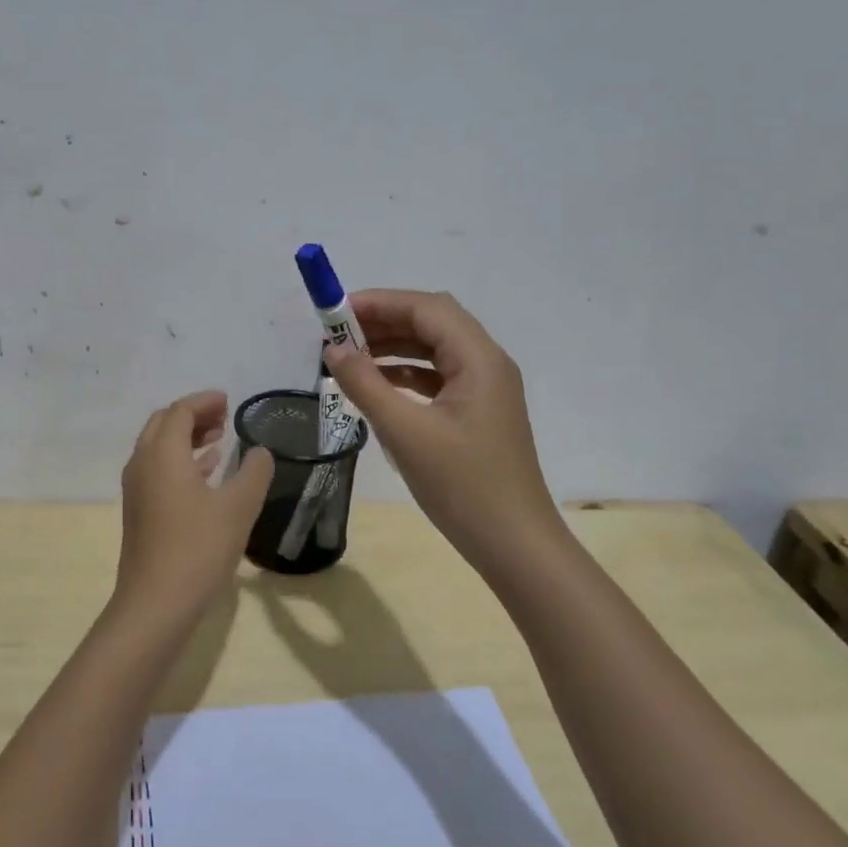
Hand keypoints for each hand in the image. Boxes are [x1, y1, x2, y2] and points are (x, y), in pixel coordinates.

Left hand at [115, 390, 274, 617]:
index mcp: (163, 454)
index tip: (228, 401)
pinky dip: (181, 462)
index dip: (205, 402)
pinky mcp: (139, 512)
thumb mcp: (238, 507)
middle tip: (223, 419)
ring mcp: (137, 490)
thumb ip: (254, 472)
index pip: (180, 411)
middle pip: (164, 424)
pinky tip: (206, 474)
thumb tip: (260, 452)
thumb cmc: (199, 548)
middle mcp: (143, 464)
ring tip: (219, 441)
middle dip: (193, 416)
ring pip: (159, 448)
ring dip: (186, 438)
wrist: (156, 603)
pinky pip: (158, 470)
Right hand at [322, 290, 565, 574]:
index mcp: (479, 359)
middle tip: (338, 334)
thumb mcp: (406, 433)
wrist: (513, 543)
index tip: (336, 312)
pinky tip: (376, 386)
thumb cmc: (462, 485)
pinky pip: (438, 377)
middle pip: (432, 323)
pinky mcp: (477, 413)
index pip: (426, 309)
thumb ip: (365, 385)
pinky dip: (406, 374)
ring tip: (349, 356)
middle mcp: (487, 364)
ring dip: (393, 347)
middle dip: (385, 321)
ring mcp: (485, 389)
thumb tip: (334, 349)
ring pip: (434, 350)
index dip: (380, 302)